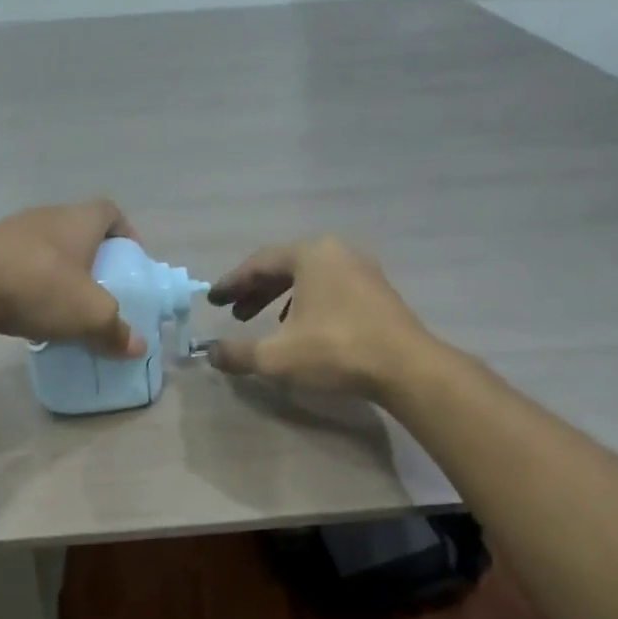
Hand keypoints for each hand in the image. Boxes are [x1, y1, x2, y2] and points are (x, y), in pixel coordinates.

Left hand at [0, 199, 146, 356]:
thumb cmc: (40, 286)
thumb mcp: (90, 314)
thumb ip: (116, 330)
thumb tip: (138, 347)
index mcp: (78, 220)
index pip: (110, 211)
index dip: (125, 232)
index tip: (130, 260)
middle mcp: (46, 217)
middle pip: (77, 230)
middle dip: (92, 258)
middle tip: (100, 289)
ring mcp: (10, 232)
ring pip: (45, 248)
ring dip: (58, 272)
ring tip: (65, 305)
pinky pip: (18, 265)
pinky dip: (29, 284)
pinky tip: (29, 311)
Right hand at [206, 235, 433, 397]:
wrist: (405, 367)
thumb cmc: (336, 350)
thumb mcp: (277, 356)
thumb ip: (239, 353)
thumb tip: (211, 353)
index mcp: (310, 254)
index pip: (259, 264)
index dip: (232, 284)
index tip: (213, 300)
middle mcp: (336, 252)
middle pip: (284, 267)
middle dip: (255, 291)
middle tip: (234, 313)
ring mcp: (361, 269)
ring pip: (309, 278)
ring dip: (280, 298)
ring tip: (264, 322)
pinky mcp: (377, 291)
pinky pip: (330, 288)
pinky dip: (307, 303)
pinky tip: (301, 328)